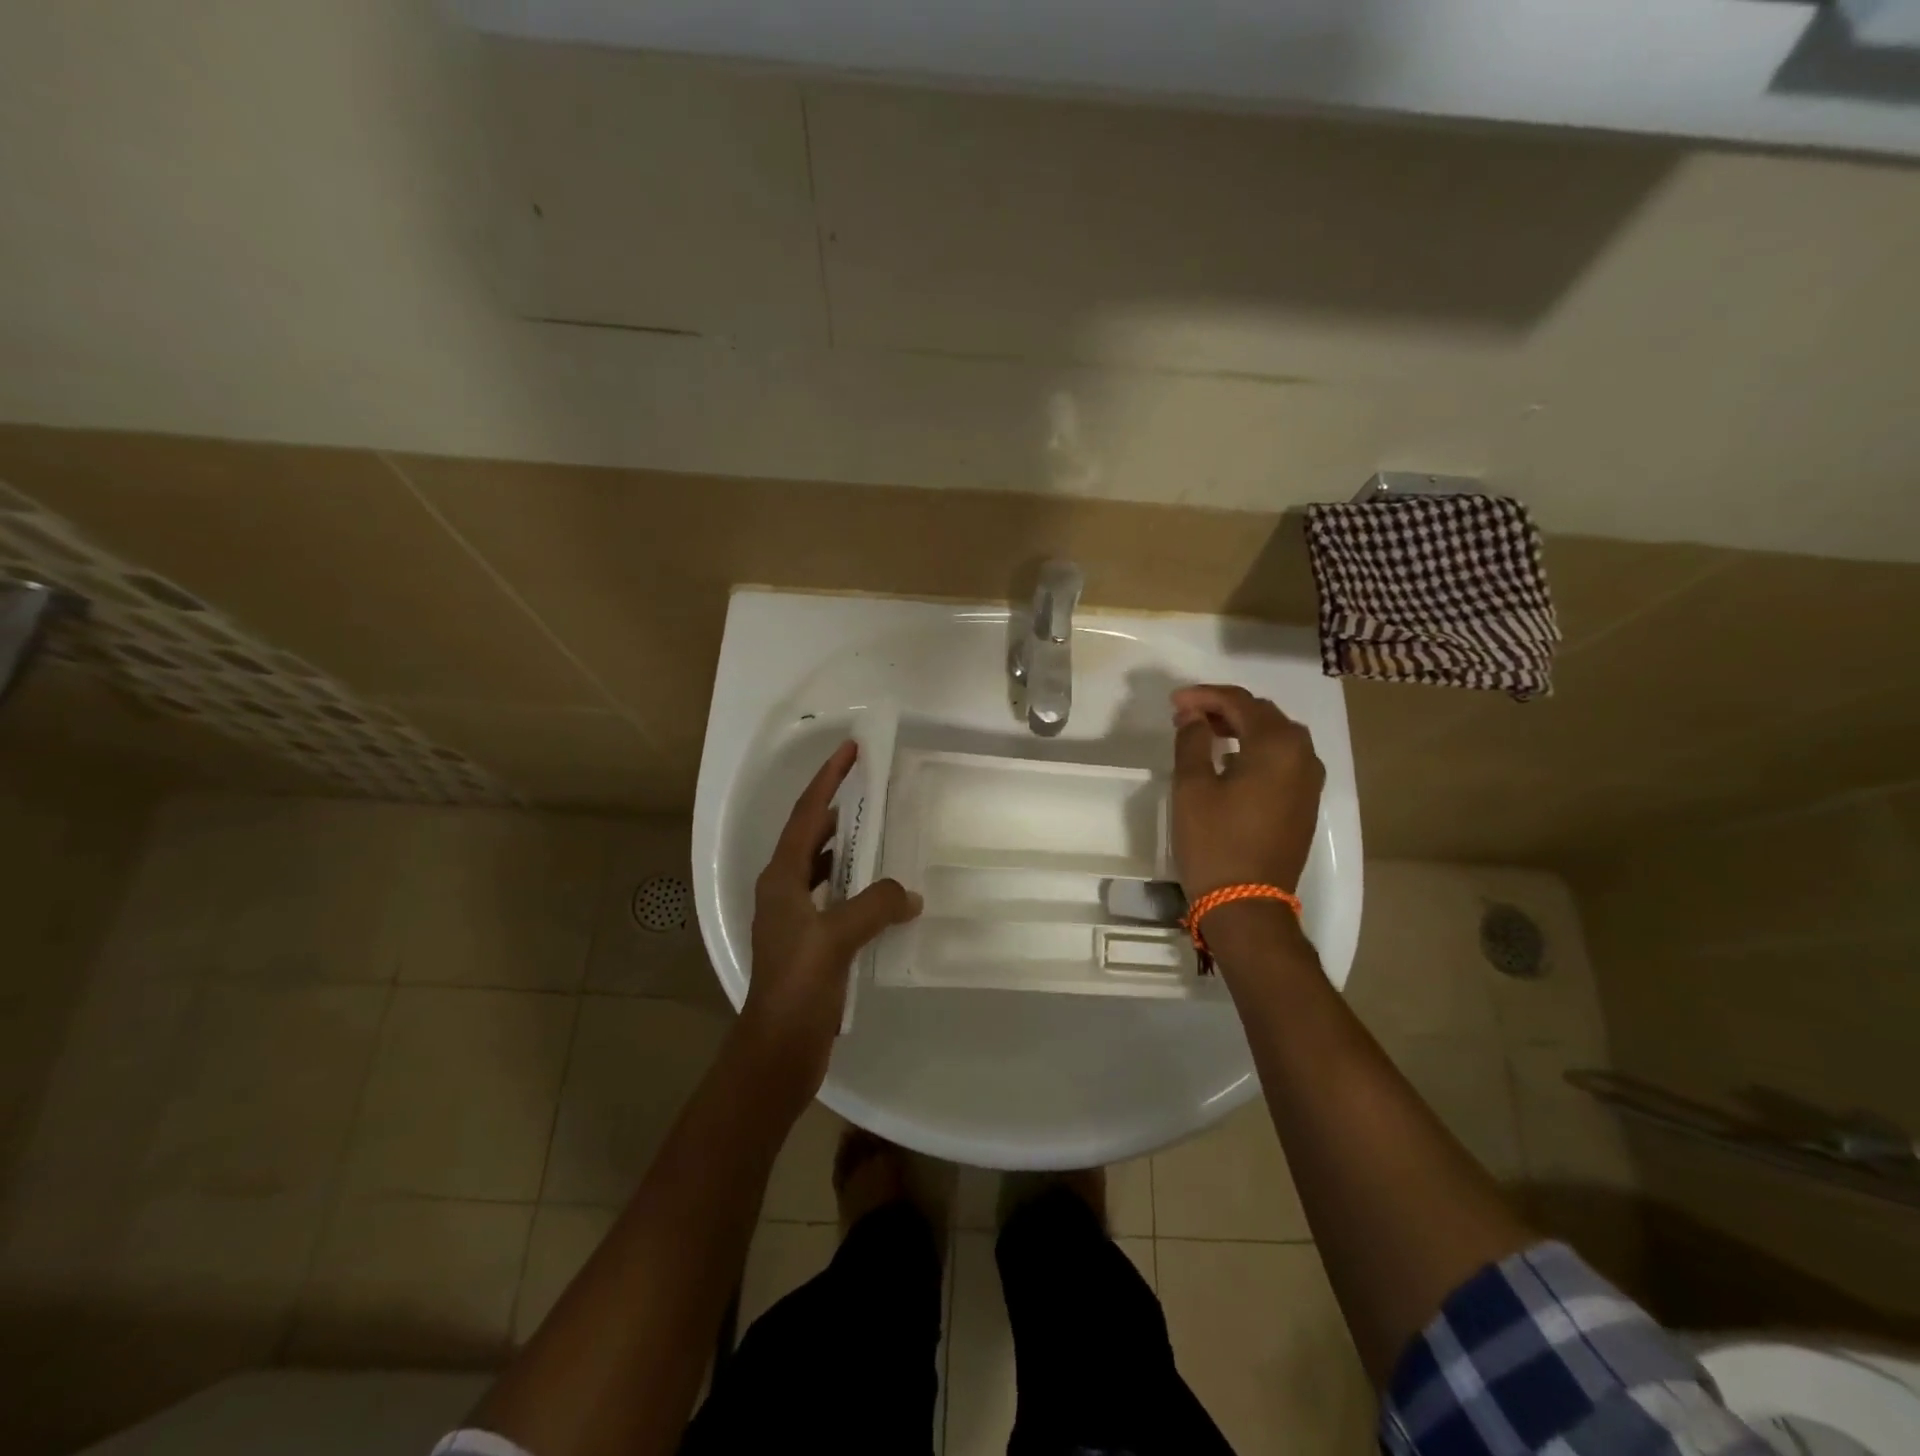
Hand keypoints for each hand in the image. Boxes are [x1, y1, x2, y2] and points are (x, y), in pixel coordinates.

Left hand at [738, 741, 921, 1096]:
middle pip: (810, 836)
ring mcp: (794, 918)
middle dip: (838, 810)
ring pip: (823, 868)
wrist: (777, 1051)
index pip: (805, 816)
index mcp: (781, 880)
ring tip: (882, 836)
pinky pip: (836, 898)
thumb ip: (875, 906)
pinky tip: (883, 895)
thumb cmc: (797, 987)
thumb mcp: (836, 939)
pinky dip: (856, 886)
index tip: (849, 751)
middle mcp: (783, 891)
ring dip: (848, 849)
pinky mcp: (808, 942)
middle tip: (873, 791)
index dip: (827, 780)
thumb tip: (910, 894)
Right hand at [1170, 684, 1324, 898]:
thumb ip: (1192, 741)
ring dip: (1241, 728)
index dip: (1204, 696)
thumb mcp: (1192, 787)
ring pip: (1276, 736)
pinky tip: (1229, 761)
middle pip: (1263, 715)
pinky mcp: (1305, 802)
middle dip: (1224, 709)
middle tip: (1187, 716)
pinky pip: (1283, 760)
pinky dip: (1256, 750)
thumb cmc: (1214, 841)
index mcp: (1278, 745)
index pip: (1240, 702)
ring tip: (1204, 734)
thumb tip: (1193, 716)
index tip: (1174, 702)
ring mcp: (1309, 781)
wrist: (1247, 904)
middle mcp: (1303, 755)